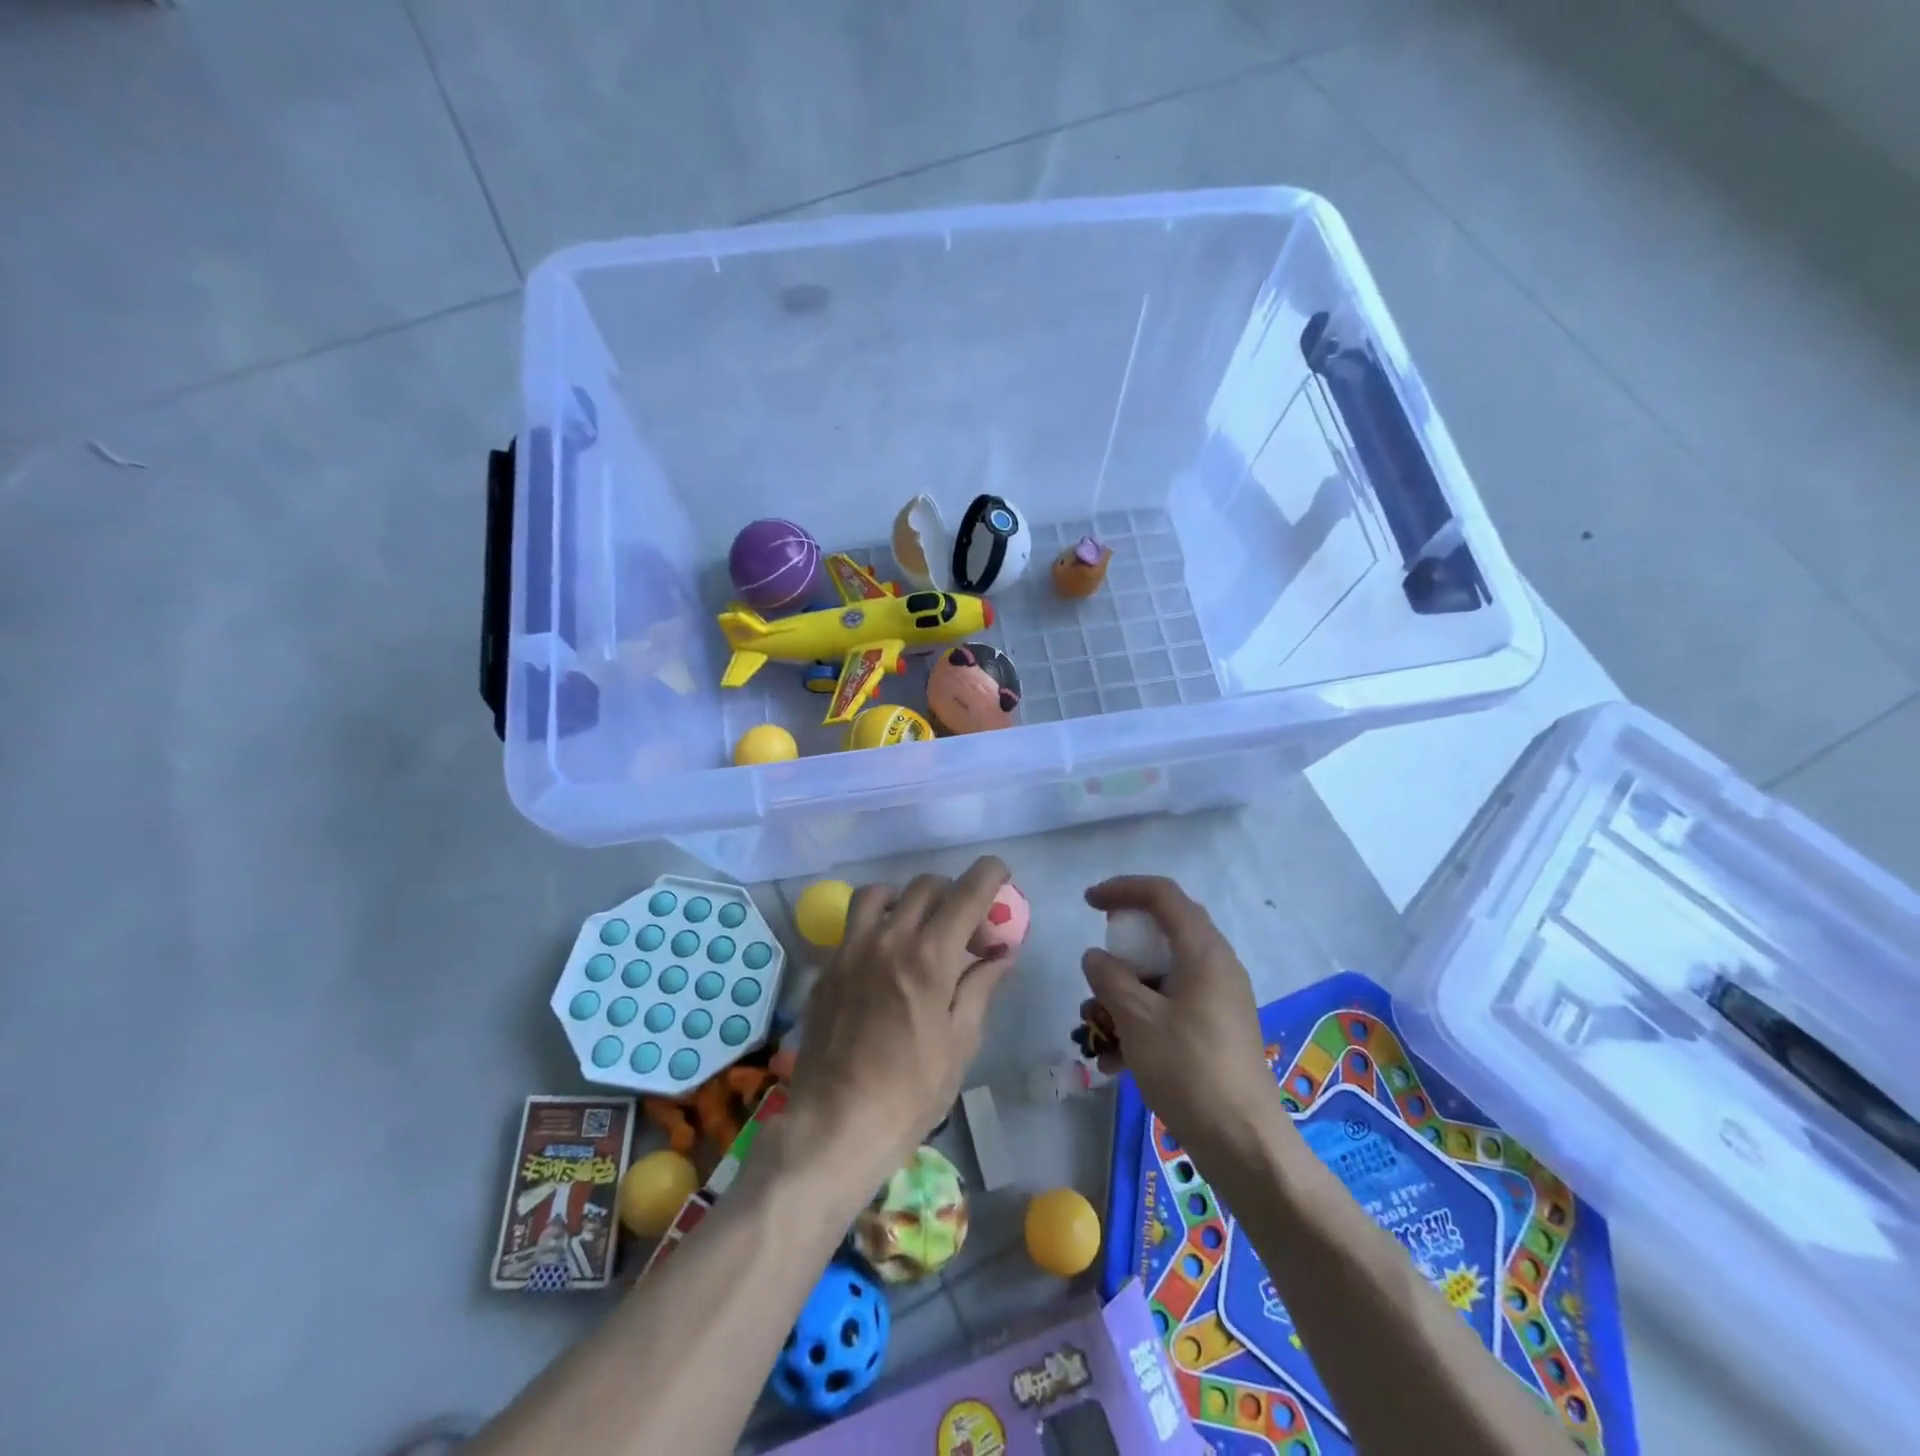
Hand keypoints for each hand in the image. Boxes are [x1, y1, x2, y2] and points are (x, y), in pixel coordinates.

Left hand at [784, 857, 1017, 1184]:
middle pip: (926, 886)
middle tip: (967, 932)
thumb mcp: (961, 1042)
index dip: (989, 874)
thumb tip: (1002, 956)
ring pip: (880, 894)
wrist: (837, 1125)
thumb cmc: (911, 1092)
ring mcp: (851, 950)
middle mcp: (889, 939)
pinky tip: (885, 958)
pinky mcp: (827, 968)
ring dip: (907, 899)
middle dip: (954, 895)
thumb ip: (981, 987)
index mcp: (929, 957)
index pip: (966, 893)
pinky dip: (877, 924)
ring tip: (918, 928)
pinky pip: (853, 925)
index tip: (1000, 875)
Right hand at [1080, 876, 1281, 1178]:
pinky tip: (1115, 1060)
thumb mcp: (1136, 1019)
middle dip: (1122, 947)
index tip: (1088, 902)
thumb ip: (1109, 978)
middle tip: (1096, 963)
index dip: (1122, 889)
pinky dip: (1142, 1018)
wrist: (1243, 1142)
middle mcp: (1217, 965)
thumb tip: (1095, 957)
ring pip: (1164, 974)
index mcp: (1203, 951)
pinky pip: (1173, 1005)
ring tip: (1095, 1028)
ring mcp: (1219, 998)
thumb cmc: (1188, 1070)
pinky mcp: (1217, 1028)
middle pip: (1164, 932)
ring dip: (1125, 991)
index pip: (1162, 895)